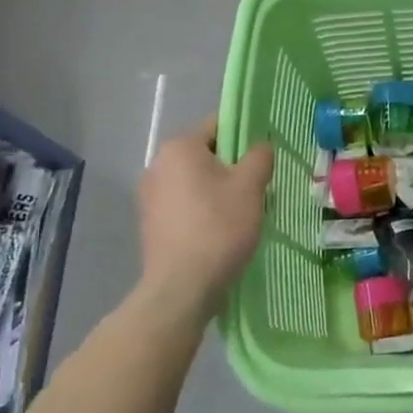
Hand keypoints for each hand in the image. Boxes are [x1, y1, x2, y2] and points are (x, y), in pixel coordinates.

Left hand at [136, 116, 273, 322]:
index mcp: (180, 148)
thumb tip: (260, 146)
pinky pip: (185, 204)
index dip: (245, 136)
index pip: (219, 125)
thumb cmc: (218, 227)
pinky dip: (203, 210)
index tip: (263, 158)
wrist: (181, 288)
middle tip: (257, 188)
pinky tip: (220, 231)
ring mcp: (149, 196)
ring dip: (218, 190)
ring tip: (241, 213)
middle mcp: (158, 165)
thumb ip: (259, 156)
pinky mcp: (150, 223)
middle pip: (206, 154)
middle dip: (232, 167)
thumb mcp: (251, 186)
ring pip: (196, 181)